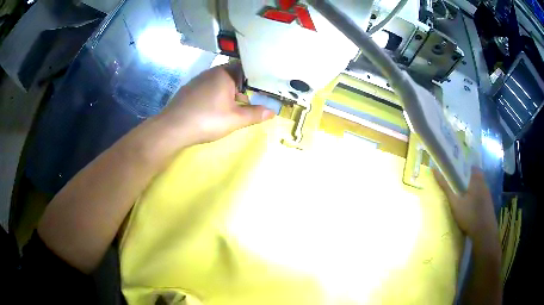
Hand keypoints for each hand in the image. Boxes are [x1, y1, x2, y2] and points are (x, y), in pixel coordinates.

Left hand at [156, 62, 274, 144]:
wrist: (172, 128)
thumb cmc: (206, 120)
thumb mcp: (235, 119)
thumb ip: (255, 114)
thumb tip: (273, 111)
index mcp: (224, 74)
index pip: (246, 67)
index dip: (256, 76)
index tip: (265, 86)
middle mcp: (211, 72)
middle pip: (233, 75)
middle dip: (244, 86)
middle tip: (254, 98)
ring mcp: (198, 80)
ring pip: (220, 82)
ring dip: (230, 91)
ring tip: (237, 105)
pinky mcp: (189, 89)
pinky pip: (208, 88)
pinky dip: (216, 95)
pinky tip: (215, 108)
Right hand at [433, 167, 498, 245]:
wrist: (484, 232)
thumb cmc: (469, 215)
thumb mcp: (455, 203)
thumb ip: (446, 188)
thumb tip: (434, 171)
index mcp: (476, 179)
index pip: (470, 165)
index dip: (462, 166)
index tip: (455, 169)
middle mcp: (483, 183)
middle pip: (475, 175)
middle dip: (466, 177)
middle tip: (457, 181)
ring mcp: (487, 193)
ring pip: (479, 184)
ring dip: (471, 187)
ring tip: (463, 193)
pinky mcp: (489, 202)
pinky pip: (481, 193)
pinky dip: (476, 195)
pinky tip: (470, 204)